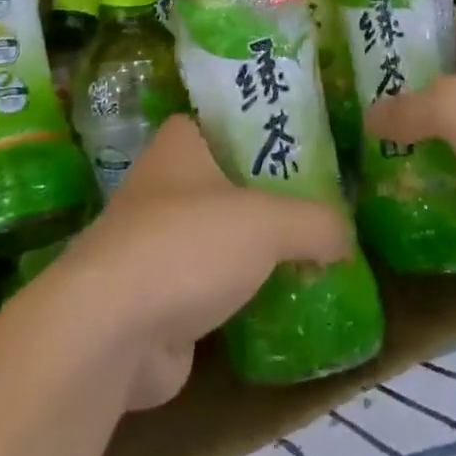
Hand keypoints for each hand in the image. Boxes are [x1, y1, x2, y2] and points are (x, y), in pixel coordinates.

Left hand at [44, 115, 352, 410]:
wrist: (111, 332)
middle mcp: (162, 187)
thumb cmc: (188, 246)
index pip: (223, 122)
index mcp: (180, 146)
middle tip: (321, 206)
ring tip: (312, 255)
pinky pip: (210, 287)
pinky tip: (279, 303)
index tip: (304, 145)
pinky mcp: (156, 298)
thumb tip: (345, 237)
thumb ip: (314, 222)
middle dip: (267, 196)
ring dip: (253, 251)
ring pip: (218, 237)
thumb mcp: (267, 222)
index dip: (261, 129)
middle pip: (226, 182)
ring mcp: (155, 245)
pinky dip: (239, 296)